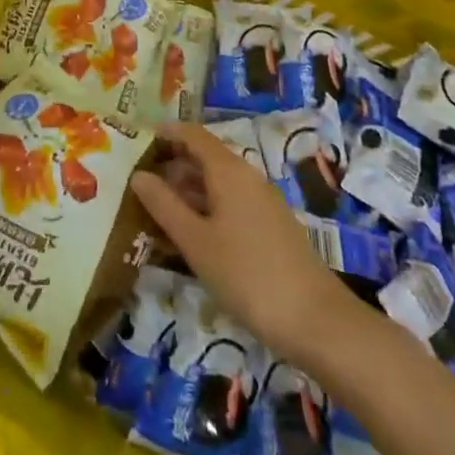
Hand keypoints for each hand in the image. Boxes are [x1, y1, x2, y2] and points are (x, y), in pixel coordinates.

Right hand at [131, 122, 374, 361]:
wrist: (316, 321)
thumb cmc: (247, 274)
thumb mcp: (195, 241)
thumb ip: (164, 204)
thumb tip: (138, 174)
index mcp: (228, 170)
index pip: (193, 134)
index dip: (166, 133)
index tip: (138, 141)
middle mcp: (247, 176)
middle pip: (205, 157)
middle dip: (172, 165)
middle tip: (139, 182)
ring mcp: (263, 202)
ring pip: (218, 183)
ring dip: (188, 191)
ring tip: (157, 210)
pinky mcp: (272, 227)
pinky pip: (231, 204)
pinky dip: (206, 209)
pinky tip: (191, 236)